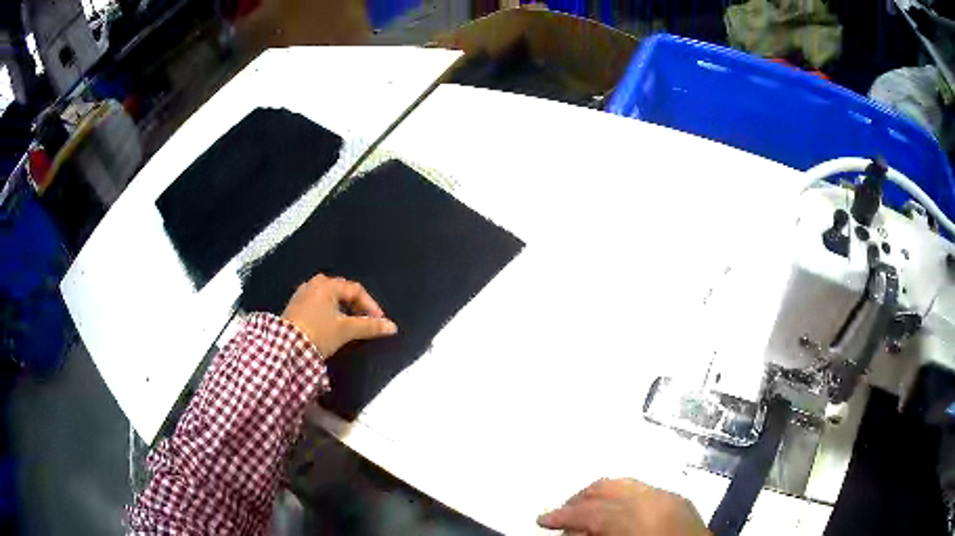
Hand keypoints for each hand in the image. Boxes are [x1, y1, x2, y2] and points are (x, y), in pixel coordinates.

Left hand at [282, 274, 396, 357]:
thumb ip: (370, 326)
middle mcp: (313, 284)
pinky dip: (328, 312)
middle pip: (342, 291)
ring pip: (328, 298)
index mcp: (327, 285)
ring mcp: (302, 294)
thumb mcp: (346, 330)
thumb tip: (392, 327)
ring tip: (349, 325)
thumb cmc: (318, 333)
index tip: (378, 321)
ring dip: (342, 309)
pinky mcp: (294, 306)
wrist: (286, 348)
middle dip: (356, 306)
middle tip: (364, 321)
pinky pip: (317, 304)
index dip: (370, 305)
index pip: (356, 290)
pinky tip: (330, 326)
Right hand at [538, 479, 709, 535]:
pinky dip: (625, 499)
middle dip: (580, 498)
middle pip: (608, 486)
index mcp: (637, 516)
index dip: (561, 515)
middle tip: (562, 515)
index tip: (542, 520)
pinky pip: (646, 491)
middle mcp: (656, 498)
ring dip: (602, 496)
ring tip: (586, 515)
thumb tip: (568, 531)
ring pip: (628, 484)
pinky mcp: (682, 500)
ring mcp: (672, 496)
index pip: (590, 510)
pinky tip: (617, 514)